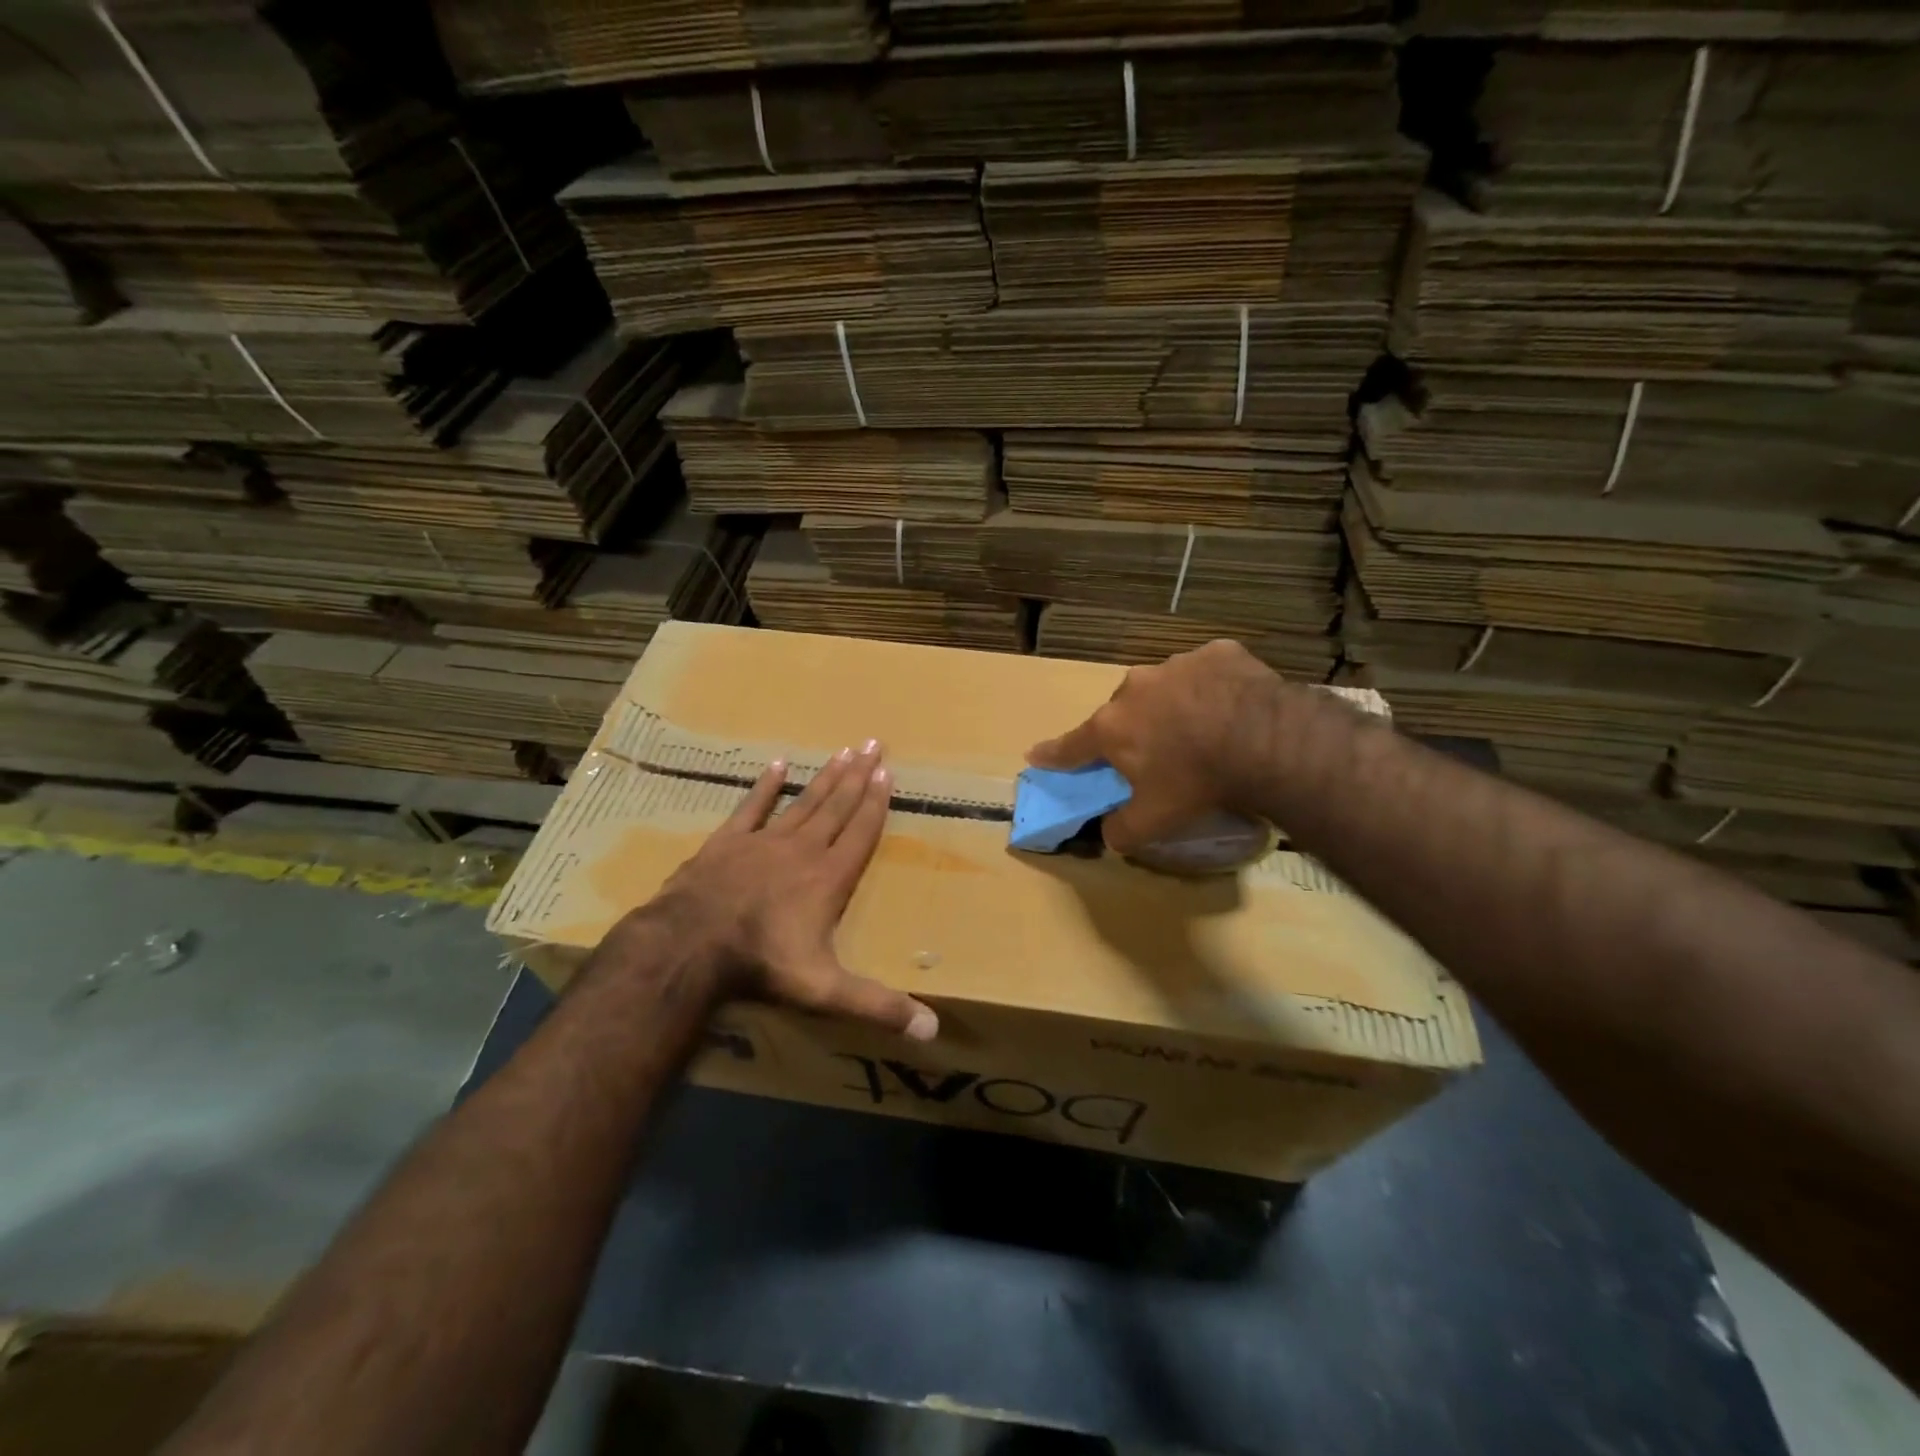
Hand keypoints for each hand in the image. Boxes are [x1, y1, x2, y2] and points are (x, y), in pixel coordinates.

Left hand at [642, 742, 936, 1040]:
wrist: (691, 944)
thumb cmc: (763, 962)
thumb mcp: (826, 989)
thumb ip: (877, 1005)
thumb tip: (932, 1031)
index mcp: (829, 877)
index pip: (860, 832)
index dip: (876, 803)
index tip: (888, 773)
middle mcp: (802, 850)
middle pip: (837, 806)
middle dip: (858, 776)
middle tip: (874, 744)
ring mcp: (763, 842)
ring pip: (803, 801)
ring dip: (826, 776)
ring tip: (844, 750)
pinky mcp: (728, 842)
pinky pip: (752, 807)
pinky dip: (766, 787)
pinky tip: (777, 764)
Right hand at [1026, 640, 1289, 853]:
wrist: (1265, 740)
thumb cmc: (1198, 781)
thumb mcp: (1155, 821)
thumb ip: (1122, 831)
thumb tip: (1108, 835)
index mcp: (1112, 727)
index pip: (1071, 746)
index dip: (1052, 754)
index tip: (1034, 754)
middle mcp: (1135, 688)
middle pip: (1123, 712)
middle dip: (1133, 730)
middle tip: (1157, 753)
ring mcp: (1176, 664)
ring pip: (1165, 688)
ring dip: (1174, 705)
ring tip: (1203, 729)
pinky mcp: (1218, 653)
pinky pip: (1208, 672)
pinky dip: (1213, 688)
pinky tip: (1234, 706)